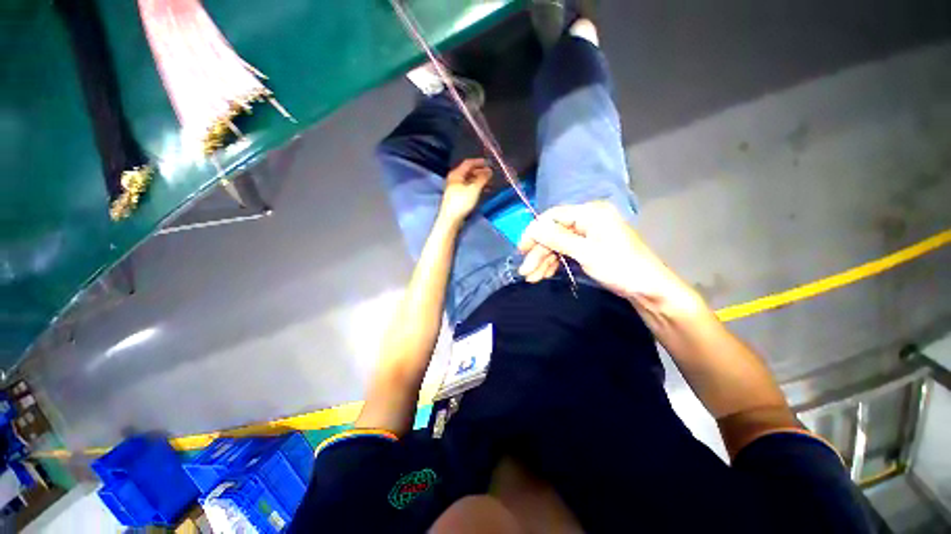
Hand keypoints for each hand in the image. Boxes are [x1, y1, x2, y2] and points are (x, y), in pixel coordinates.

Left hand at [439, 159, 492, 222]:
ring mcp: (456, 188)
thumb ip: (482, 178)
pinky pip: (468, 188)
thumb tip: (489, 171)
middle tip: (490, 174)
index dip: (479, 162)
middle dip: (480, 172)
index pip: (468, 163)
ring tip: (489, 183)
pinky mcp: (458, 197)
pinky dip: (476, 187)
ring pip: (469, 180)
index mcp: (456, 174)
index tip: (489, 163)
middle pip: (469, 172)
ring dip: (479, 180)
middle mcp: (455, 179)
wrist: (451, 218)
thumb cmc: (461, 202)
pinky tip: (483, 191)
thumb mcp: (474, 188)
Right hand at [517, 201, 701, 310]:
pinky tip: (543, 275)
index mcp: (589, 213)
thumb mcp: (586, 252)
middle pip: (553, 233)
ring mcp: (587, 235)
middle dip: (538, 253)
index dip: (535, 232)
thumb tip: (533, 228)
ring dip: (543, 261)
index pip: (553, 217)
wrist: (648, 289)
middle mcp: (587, 220)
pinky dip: (554, 264)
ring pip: (557, 245)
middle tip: (525, 271)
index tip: (522, 250)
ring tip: (532, 278)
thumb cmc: (620, 267)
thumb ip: (558, 239)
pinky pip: (565, 253)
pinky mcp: (588, 248)